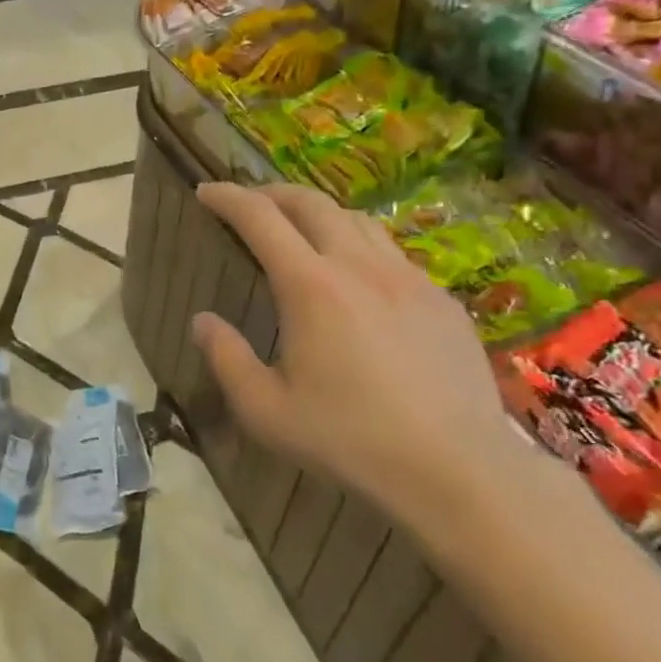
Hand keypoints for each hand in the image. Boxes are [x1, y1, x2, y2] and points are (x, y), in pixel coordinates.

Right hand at [191, 182, 533, 530]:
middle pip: (312, 204)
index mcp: (310, 287)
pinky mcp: (441, 300)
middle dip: (272, 193)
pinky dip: (359, 246)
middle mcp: (359, 267)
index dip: (228, 197)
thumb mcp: (265, 410)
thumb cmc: (349, 440)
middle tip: (249, 201)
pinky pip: (392, 253)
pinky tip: (358, 279)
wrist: (458, 470)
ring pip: (357, 220)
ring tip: (301, 229)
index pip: (260, 218)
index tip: (206, 191)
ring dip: (319, 213)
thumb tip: (202, 321)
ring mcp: (408, 279)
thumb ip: (226, 358)